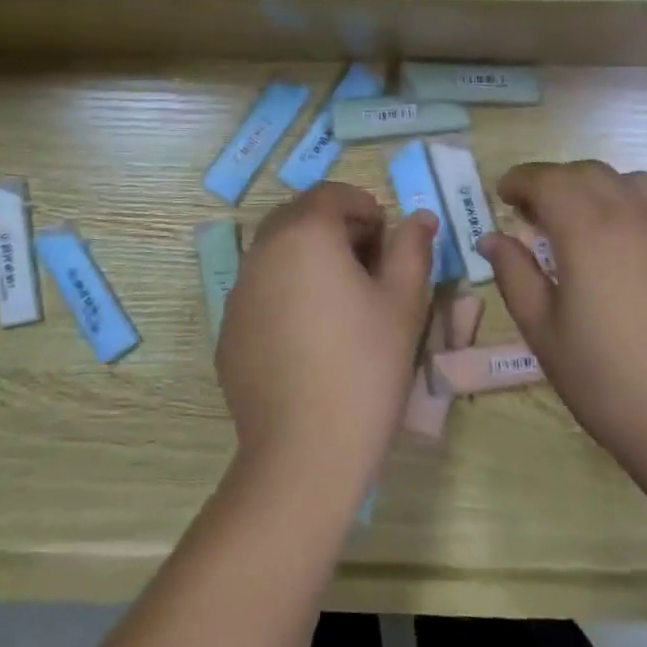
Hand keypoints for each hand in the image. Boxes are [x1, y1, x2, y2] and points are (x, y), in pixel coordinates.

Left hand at [216, 183, 437, 513]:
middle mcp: (262, 251)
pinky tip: (309, 338)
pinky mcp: (228, 329)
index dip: (365, 208)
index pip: (332, 194)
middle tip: (368, 268)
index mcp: (304, 234)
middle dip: (336, 229)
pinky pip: (261, 291)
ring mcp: (238, 291)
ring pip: (277, 253)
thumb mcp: (403, 303)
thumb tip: (418, 218)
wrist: (304, 452)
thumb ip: (412, 248)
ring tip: (341, 304)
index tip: (388, 242)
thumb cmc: (365, 366)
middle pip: (300, 218)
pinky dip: (286, 293)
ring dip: (309, 259)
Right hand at [480, 160, 646, 471]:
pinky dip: (640, 212)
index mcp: (590, 232)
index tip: (505, 196)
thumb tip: (493, 238)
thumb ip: (514, 275)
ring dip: (602, 190)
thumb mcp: (544, 332)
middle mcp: (638, 217)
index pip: (548, 180)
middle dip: (557, 182)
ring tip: (590, 224)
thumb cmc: (608, 383)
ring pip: (635, 183)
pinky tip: (636, 251)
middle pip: (590, 173)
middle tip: (539, 214)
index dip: (521, 180)